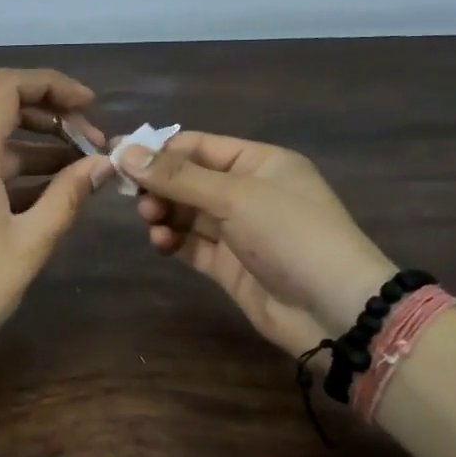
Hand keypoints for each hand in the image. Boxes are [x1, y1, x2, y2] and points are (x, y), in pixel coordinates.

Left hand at [0, 69, 113, 398]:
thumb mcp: (32, 240)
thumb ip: (70, 193)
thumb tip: (104, 164)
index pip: (8, 86)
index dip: (53, 85)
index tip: (90, 106)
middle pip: (2, 109)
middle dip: (53, 120)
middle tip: (94, 147)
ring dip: (38, 147)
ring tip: (84, 171)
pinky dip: (16, 170)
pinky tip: (52, 191)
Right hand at [122, 133, 393, 357]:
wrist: (335, 310)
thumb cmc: (291, 234)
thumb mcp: (235, 196)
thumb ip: (178, 177)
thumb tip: (126, 152)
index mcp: (259, 162)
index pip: (199, 146)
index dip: (159, 151)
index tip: (120, 158)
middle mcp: (248, 192)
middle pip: (189, 180)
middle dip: (160, 186)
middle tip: (138, 200)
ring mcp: (239, 230)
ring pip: (187, 213)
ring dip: (165, 214)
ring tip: (153, 222)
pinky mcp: (230, 265)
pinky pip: (192, 244)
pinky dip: (174, 241)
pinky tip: (162, 243)